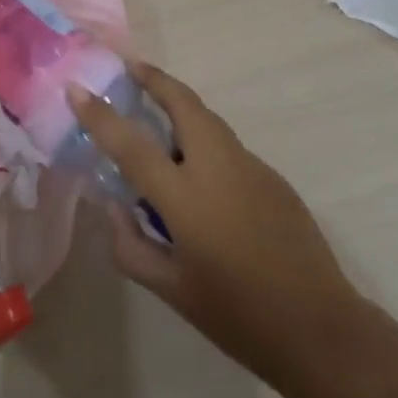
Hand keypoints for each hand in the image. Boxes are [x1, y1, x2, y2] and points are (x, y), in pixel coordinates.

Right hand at [68, 64, 362, 388]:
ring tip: (157, 118)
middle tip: (131, 69)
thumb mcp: (173, 291)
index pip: (132, 144)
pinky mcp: (273, 177)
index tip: (77, 89)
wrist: (320, 328)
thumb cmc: (238, 316)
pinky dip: (204, 143)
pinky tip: (200, 179)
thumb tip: (115, 209)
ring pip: (209, 121)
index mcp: (187, 197)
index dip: (101, 115)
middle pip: (183, 103)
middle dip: (155, 79)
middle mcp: (218, 167)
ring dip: (180, 108)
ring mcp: (251, 167)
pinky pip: (228, 148)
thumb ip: (132, 247)